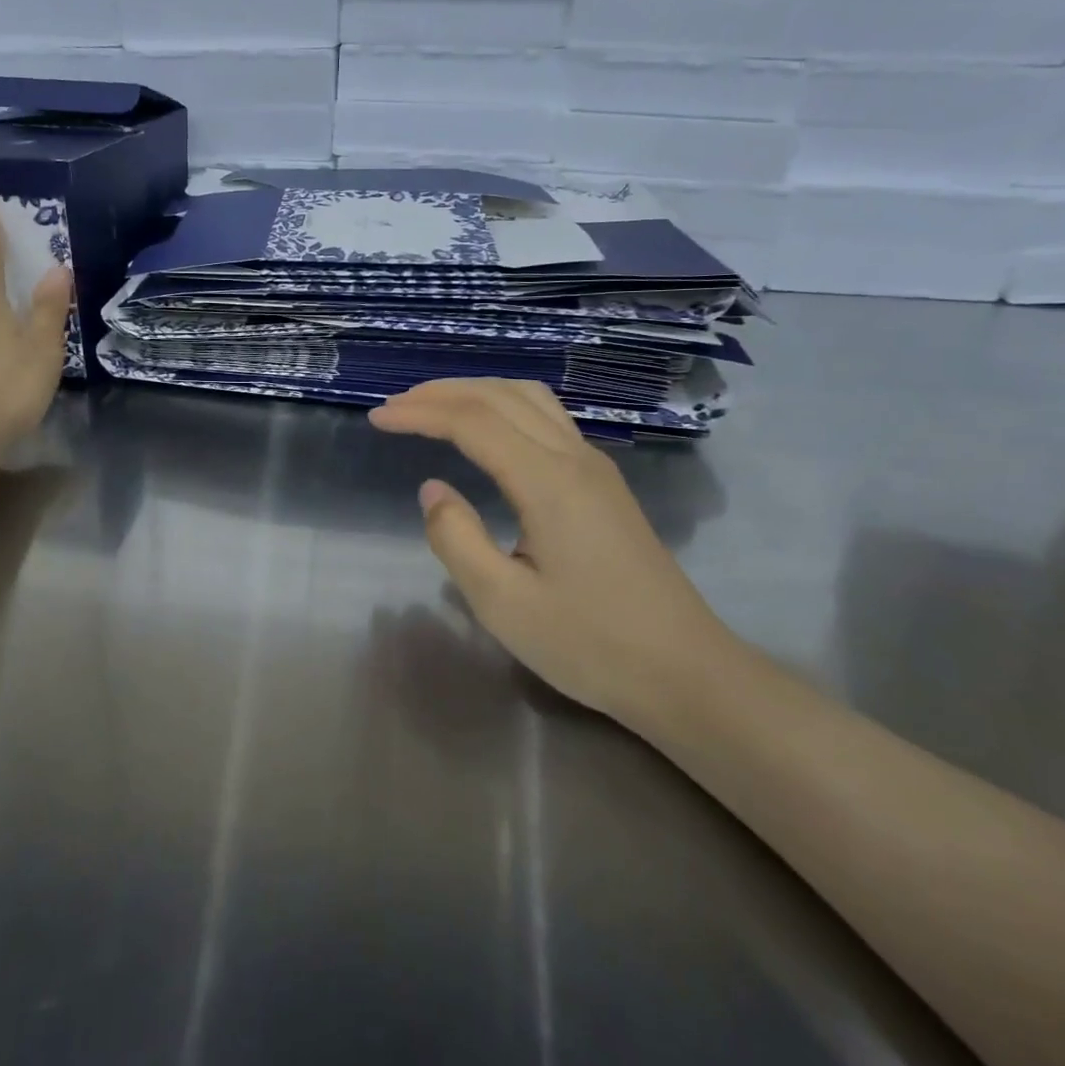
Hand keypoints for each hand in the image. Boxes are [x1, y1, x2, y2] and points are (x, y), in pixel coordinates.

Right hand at [368, 378, 738, 733]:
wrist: (686, 673)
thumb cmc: (591, 645)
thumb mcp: (504, 604)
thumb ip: (456, 539)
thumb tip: (432, 489)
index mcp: (548, 483)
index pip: (473, 422)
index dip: (420, 413)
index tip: (378, 418)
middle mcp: (574, 459)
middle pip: (501, 396)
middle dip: (442, 392)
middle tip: (395, 407)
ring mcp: (595, 468)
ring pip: (530, 399)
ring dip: (476, 393)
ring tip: (433, 407)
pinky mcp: (603, 484)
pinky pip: (547, 419)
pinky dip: (504, 407)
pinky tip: (486, 432)